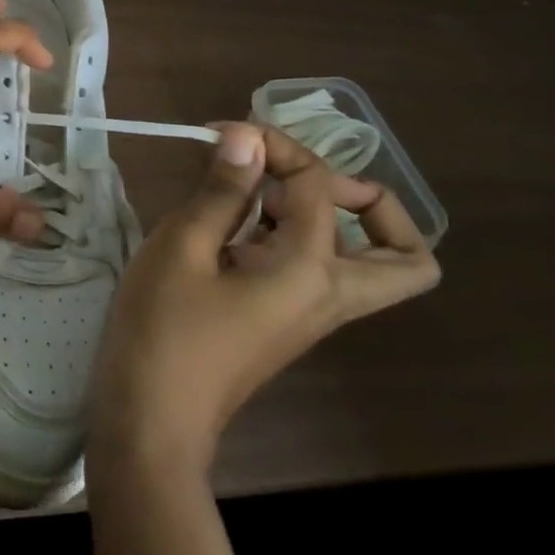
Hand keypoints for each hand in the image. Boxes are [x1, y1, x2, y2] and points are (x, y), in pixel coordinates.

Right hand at [90, 121, 439, 474]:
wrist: (151, 419)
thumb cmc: (164, 328)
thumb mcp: (184, 246)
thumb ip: (223, 189)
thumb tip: (247, 136)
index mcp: (310, 272)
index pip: (318, 185)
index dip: (274, 144)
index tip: (222, 134)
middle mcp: (329, 294)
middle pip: (404, 254)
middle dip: (367, 201)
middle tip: (298, 177)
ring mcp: (312, 313)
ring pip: (366, 264)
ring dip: (332, 215)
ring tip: (262, 190)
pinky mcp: (286, 319)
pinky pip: (321, 269)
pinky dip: (297, 234)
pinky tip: (238, 220)